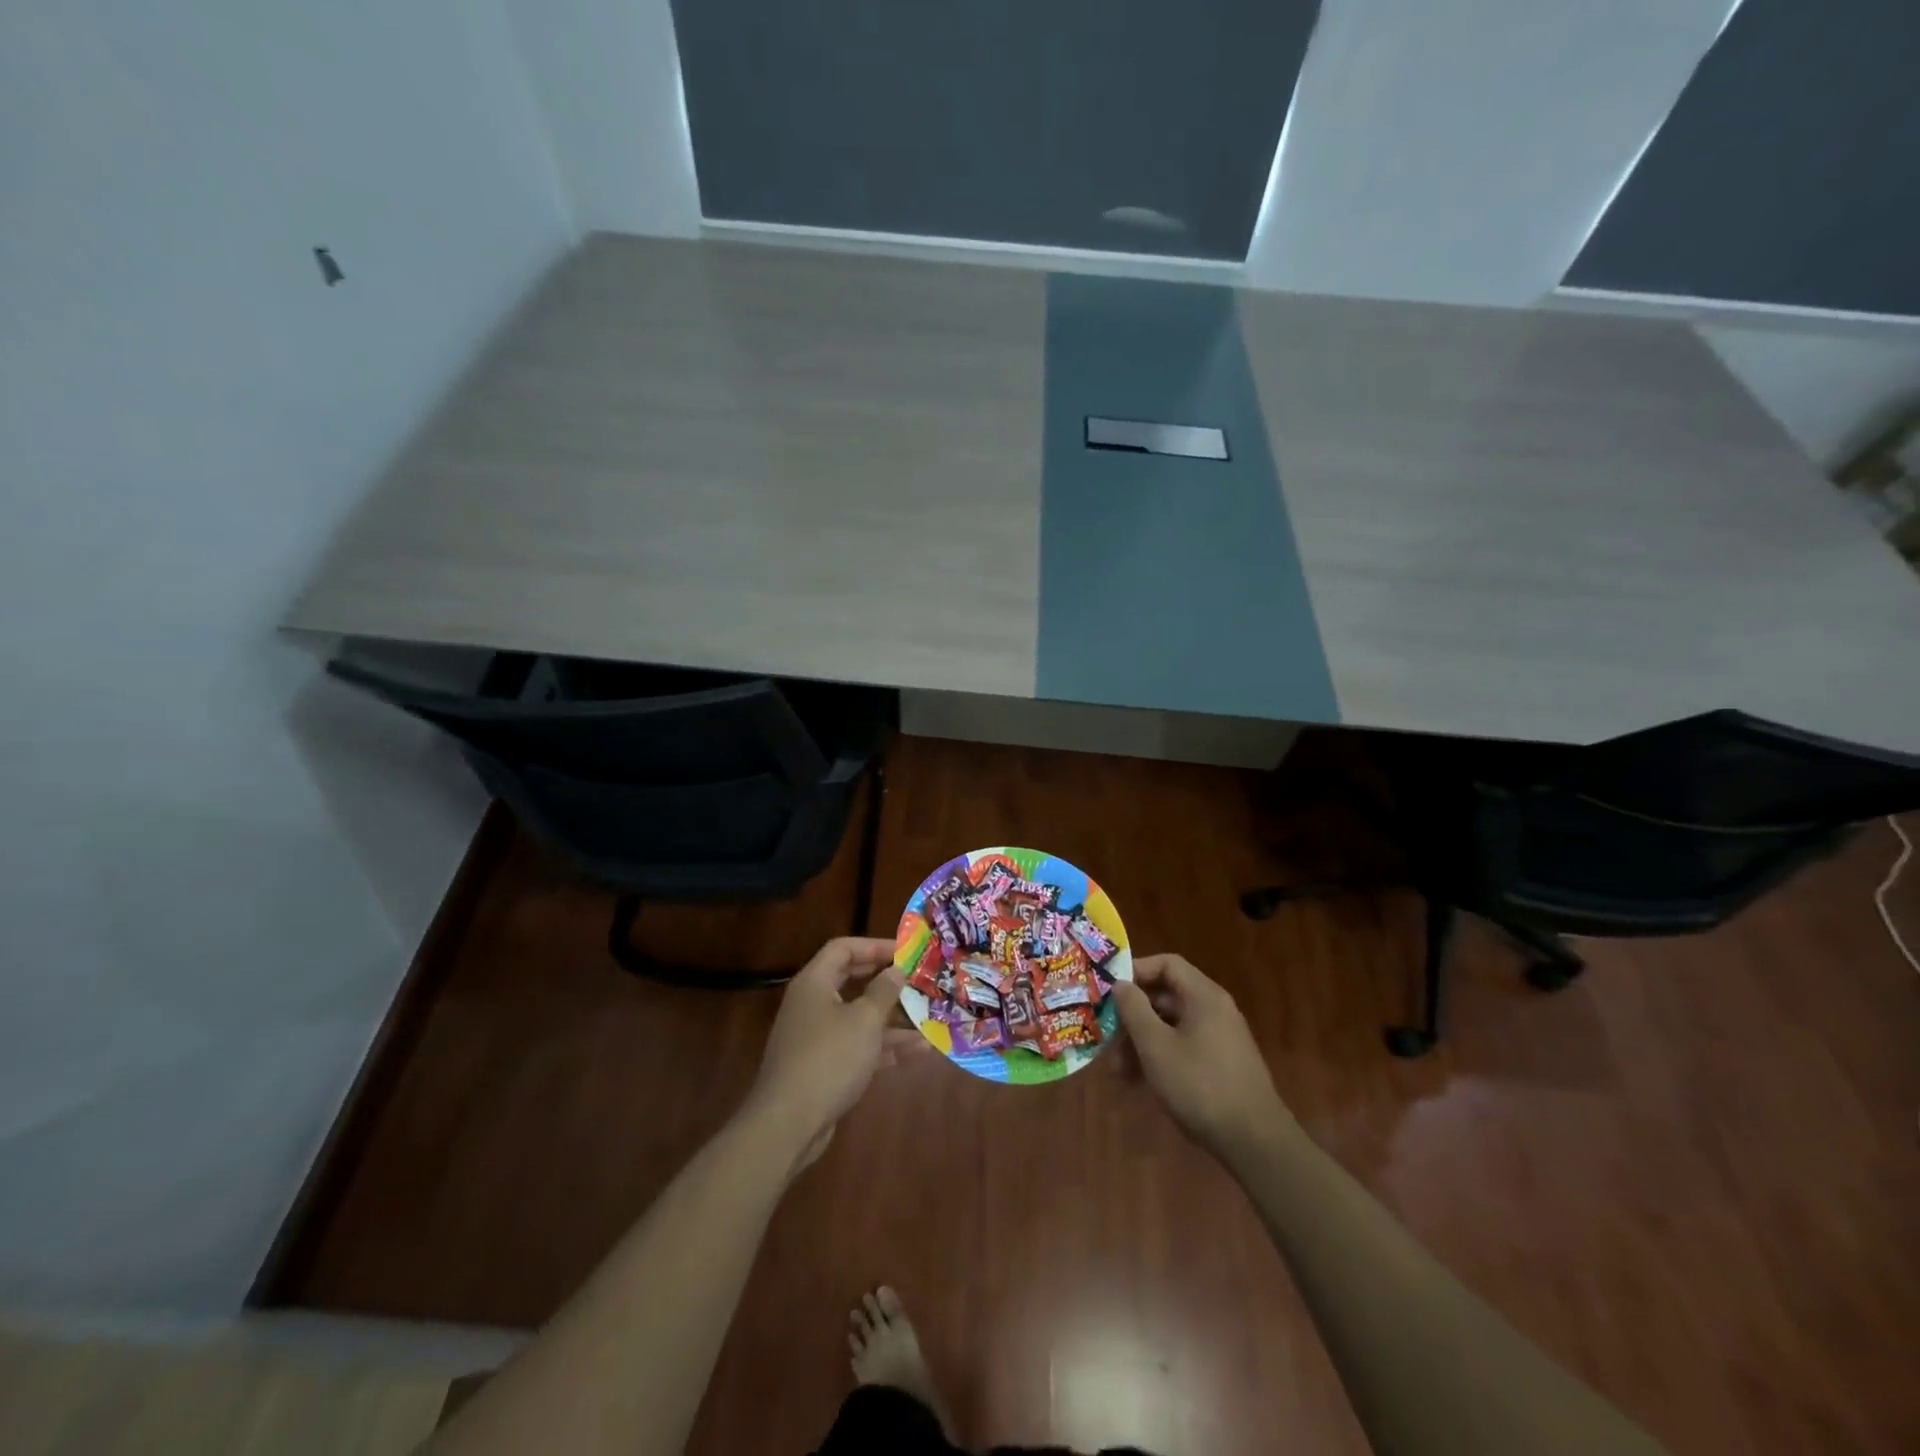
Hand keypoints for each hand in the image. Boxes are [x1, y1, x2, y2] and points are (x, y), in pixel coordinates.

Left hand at [741, 937, 912, 1165]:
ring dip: (893, 1019)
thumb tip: (895, 970)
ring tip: (930, 1018)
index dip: (875, 946)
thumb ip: (883, 991)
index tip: (906, 952)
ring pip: (859, 1017)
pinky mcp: (825, 1066)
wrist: (789, 1123)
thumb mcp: (864, 1020)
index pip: (843, 948)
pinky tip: (919, 1050)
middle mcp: (813, 1004)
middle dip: (888, 983)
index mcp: (815, 982)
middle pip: (853, 982)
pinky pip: (858, 1046)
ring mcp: (817, 1037)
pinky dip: (885, 1046)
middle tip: (920, 981)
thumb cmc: (829, 1058)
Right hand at [1113, 954, 1292, 1162]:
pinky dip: (1159, 1057)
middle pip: (1165, 997)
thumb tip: (1121, 983)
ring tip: (1117, 1071)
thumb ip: (1134, 1010)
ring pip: (1171, 1026)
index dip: (1135, 971)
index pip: (1167, 964)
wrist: (1254, 1142)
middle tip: (1107, 1037)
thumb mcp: (1156, 1046)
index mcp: (1203, 996)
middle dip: (1133, 1016)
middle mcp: (1214, 1010)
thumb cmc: (1200, 1085)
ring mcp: (1220, 1038)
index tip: (1109, 991)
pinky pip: (1183, 1047)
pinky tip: (1138, 1082)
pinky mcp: (1220, 1064)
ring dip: (1141, 1042)